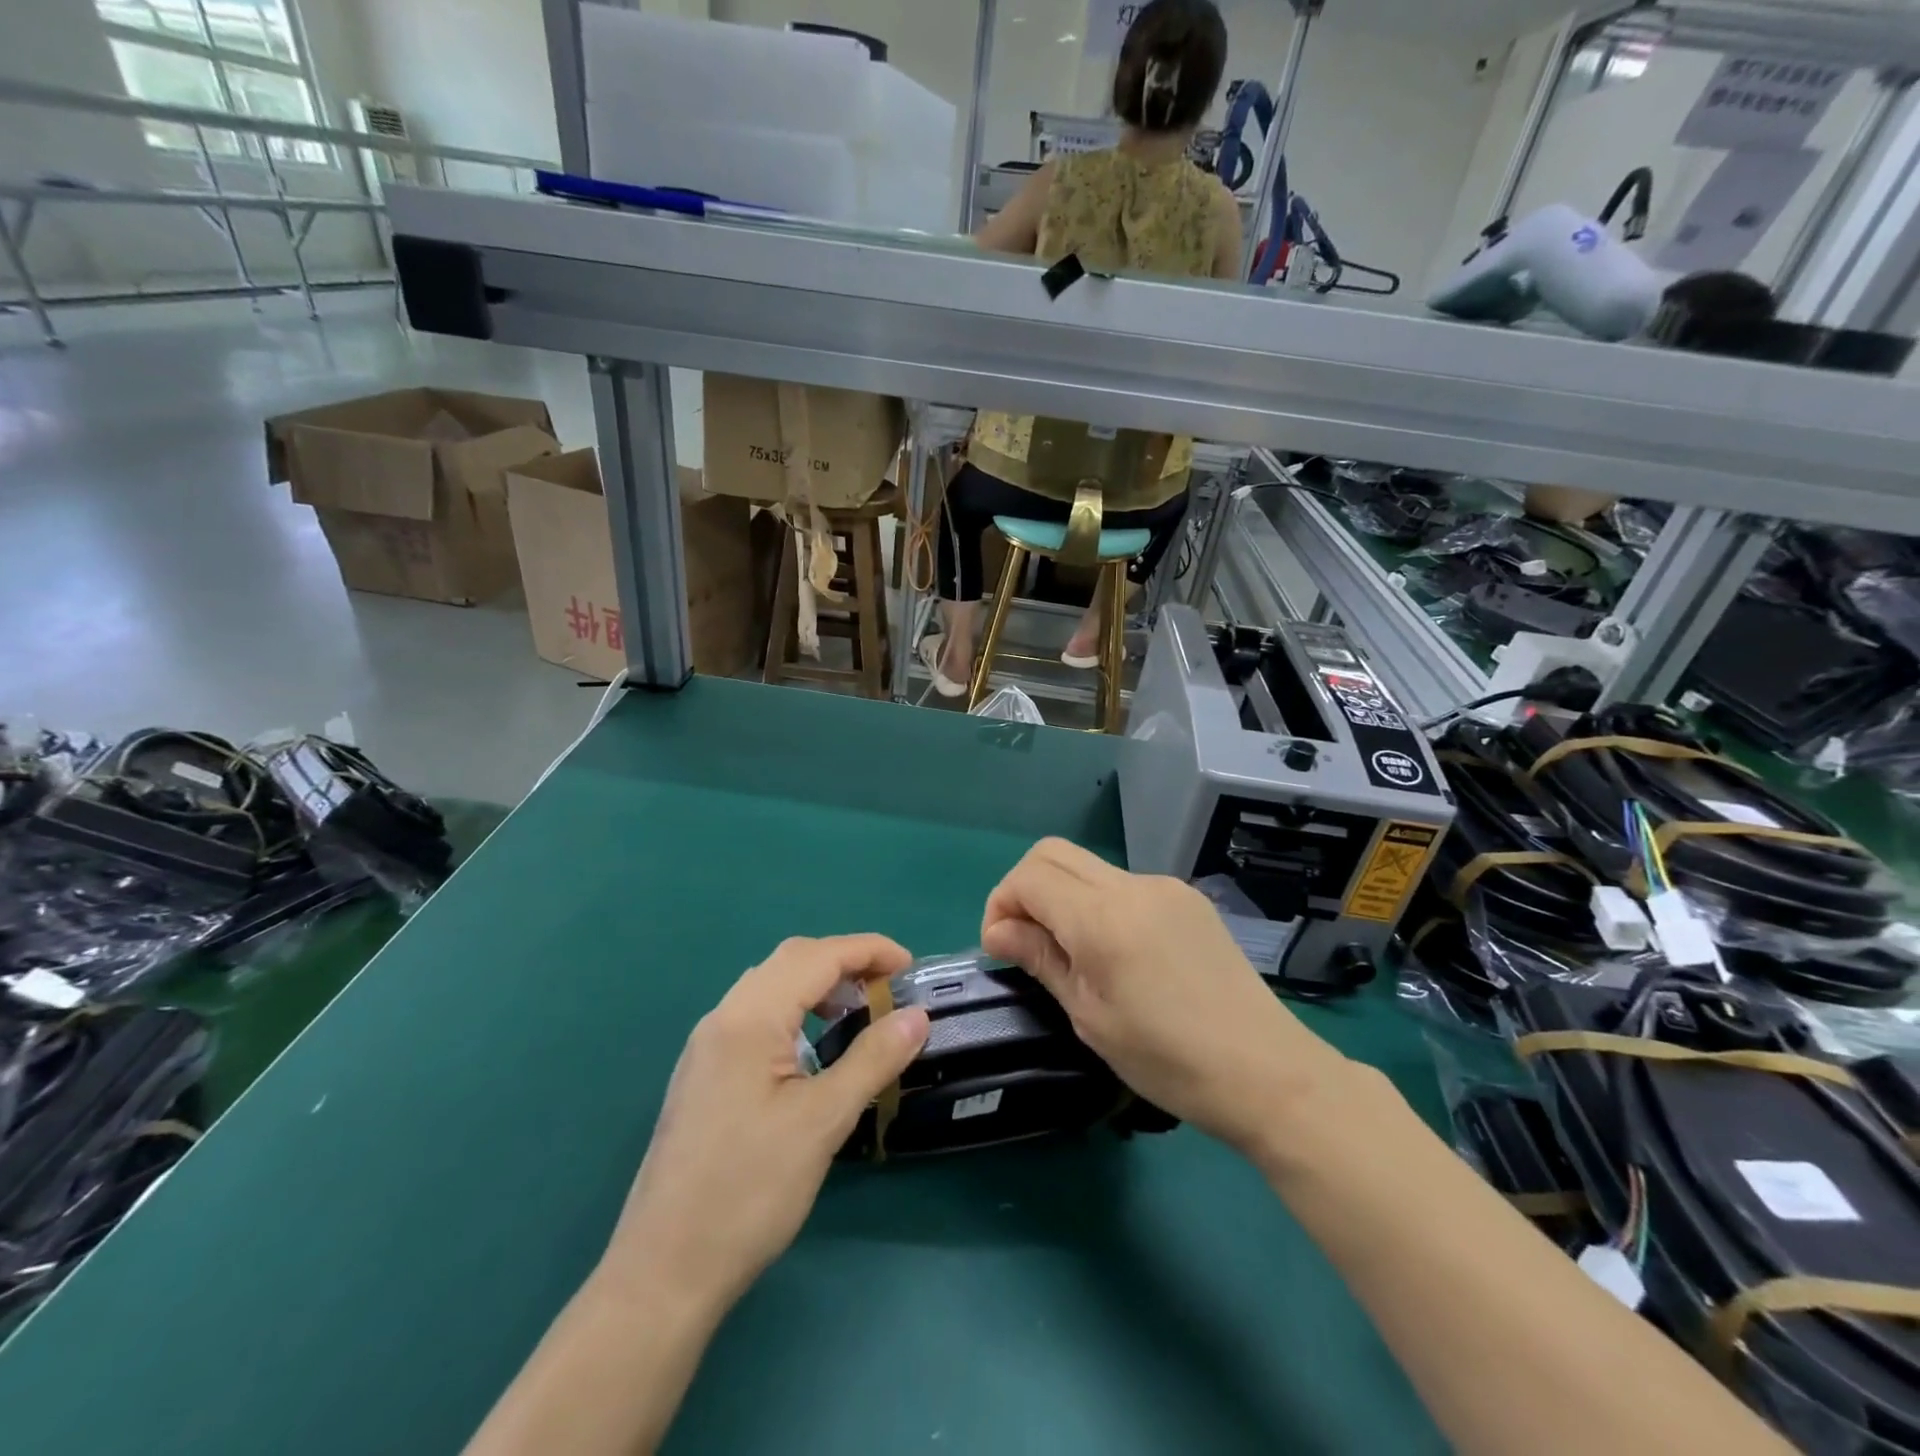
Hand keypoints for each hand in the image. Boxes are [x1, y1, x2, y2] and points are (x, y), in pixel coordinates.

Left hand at [599, 935, 929, 1315]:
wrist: (663, 1273)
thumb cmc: (748, 1191)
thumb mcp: (822, 1122)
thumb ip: (872, 1059)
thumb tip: (918, 1015)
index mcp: (749, 1018)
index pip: (818, 956)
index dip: (870, 950)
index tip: (912, 968)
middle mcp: (723, 1017)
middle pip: (791, 960)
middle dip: (845, 962)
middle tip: (889, 989)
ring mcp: (707, 1046)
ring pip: (771, 985)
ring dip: (819, 985)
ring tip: (859, 1013)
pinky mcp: (704, 1073)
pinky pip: (756, 1015)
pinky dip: (795, 1010)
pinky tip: (814, 1048)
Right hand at [980, 839, 1346, 1160]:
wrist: (1267, 1072)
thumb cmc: (1168, 1060)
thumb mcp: (1091, 1017)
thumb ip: (1042, 959)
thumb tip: (999, 930)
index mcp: (1103, 918)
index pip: (1029, 876)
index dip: (1001, 904)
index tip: (1001, 948)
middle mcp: (1133, 886)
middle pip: (1054, 853)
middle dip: (1025, 889)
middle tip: (1026, 941)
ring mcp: (1165, 887)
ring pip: (1089, 867)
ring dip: (1064, 897)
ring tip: (1074, 955)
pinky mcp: (1188, 899)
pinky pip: (1125, 885)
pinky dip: (1100, 905)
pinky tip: (1119, 953)